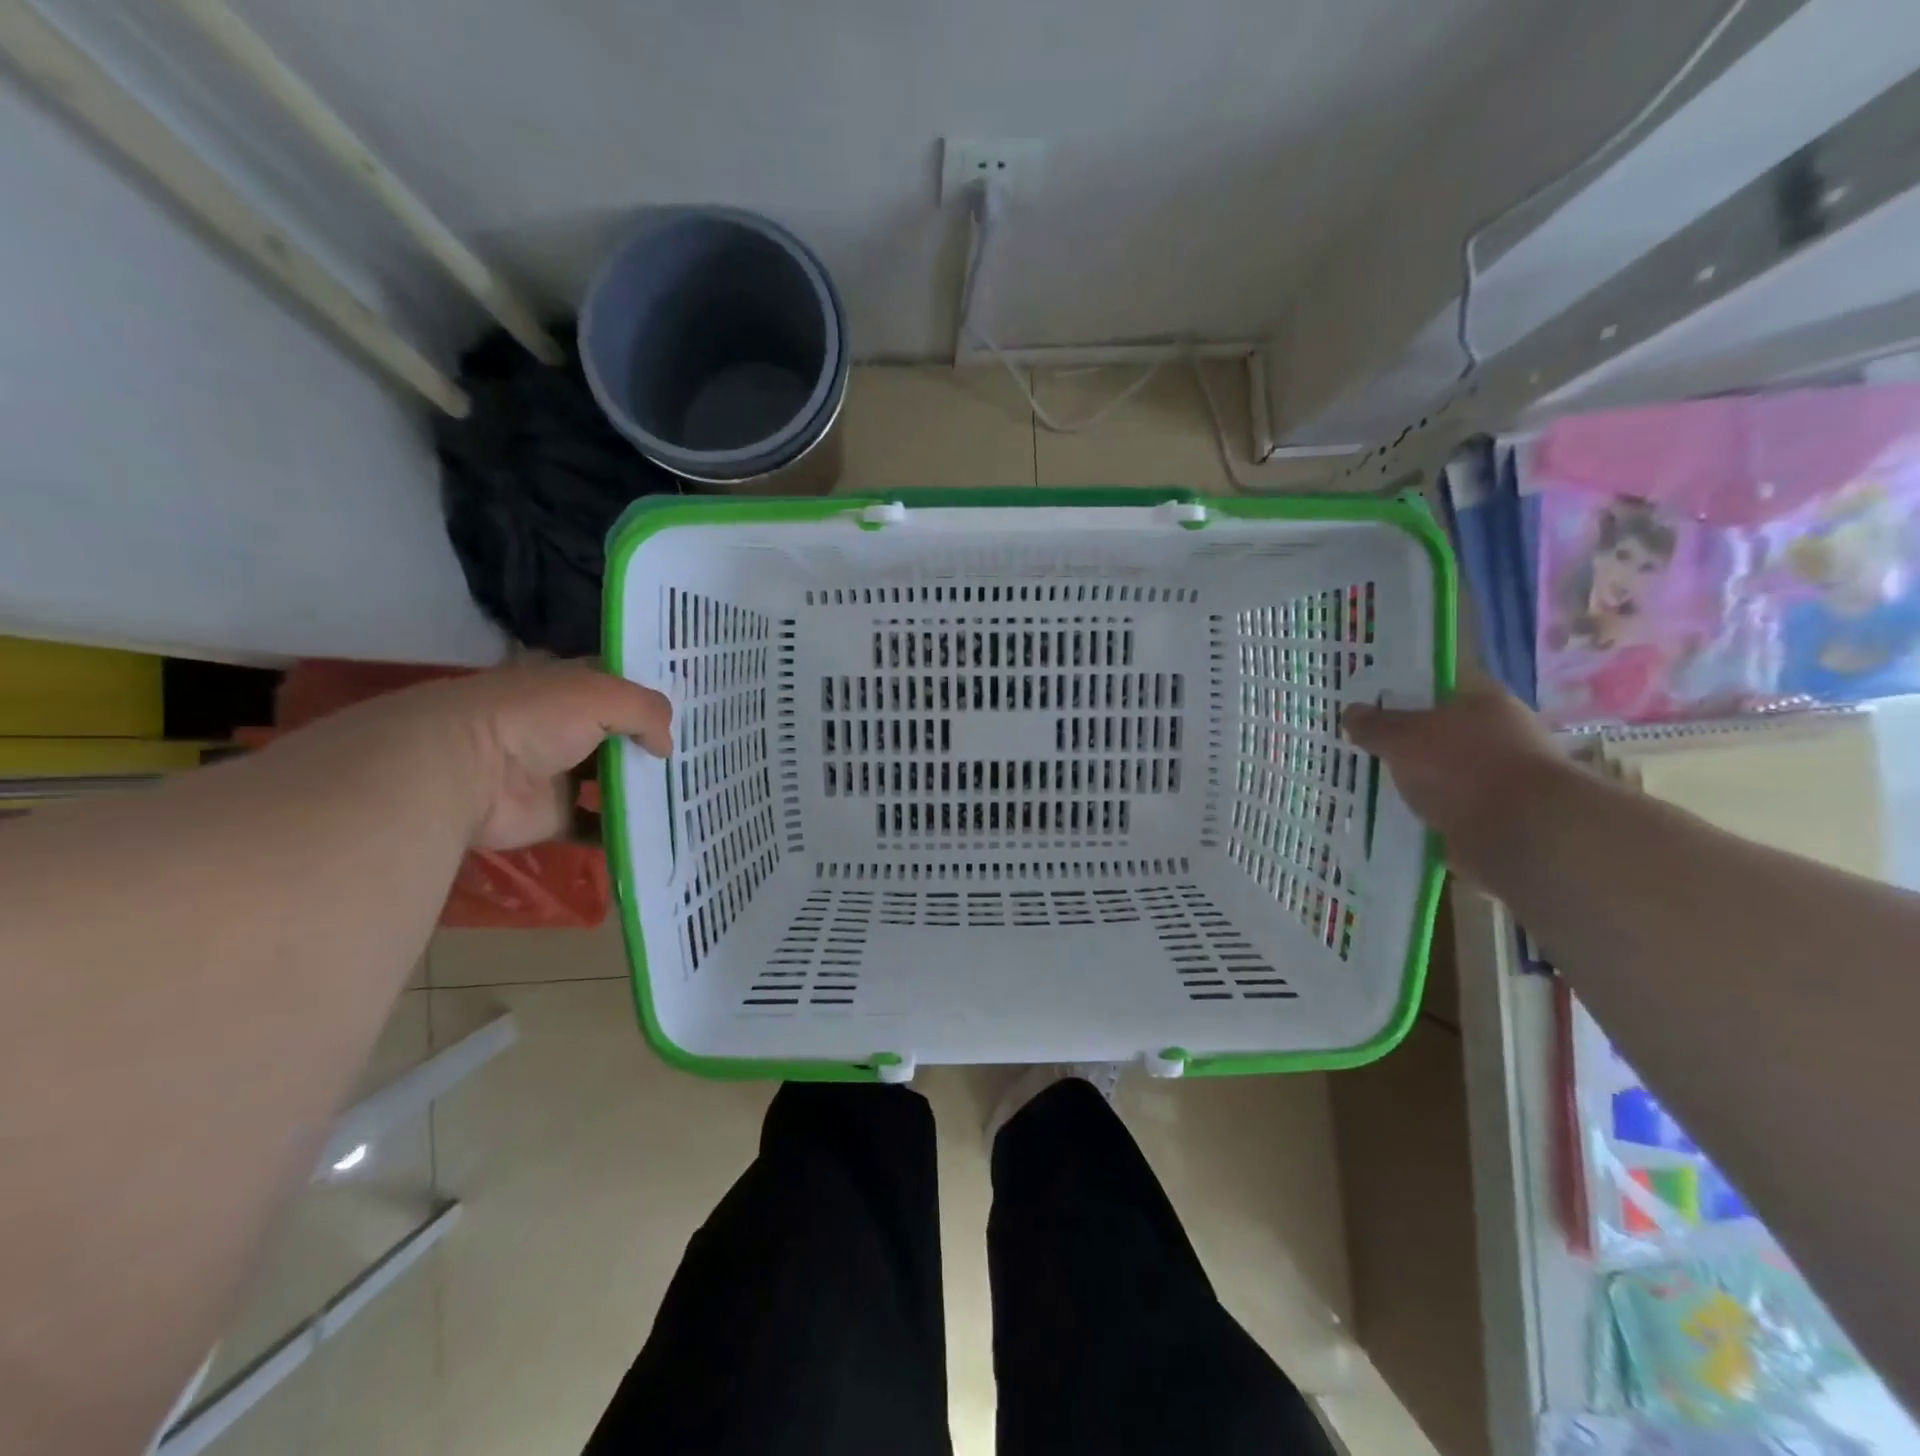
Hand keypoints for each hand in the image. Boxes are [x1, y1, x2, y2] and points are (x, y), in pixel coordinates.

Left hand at [369, 662, 672, 850]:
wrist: (466, 771)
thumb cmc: (534, 718)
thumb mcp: (602, 695)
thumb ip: (647, 712)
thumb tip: (666, 746)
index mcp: (570, 688)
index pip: (621, 686)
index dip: (653, 697)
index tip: (695, 712)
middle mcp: (566, 727)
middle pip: (620, 736)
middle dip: (654, 747)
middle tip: (703, 760)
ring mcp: (559, 773)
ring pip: (611, 781)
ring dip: (642, 789)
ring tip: (689, 797)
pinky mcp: (553, 815)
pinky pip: (595, 825)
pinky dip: (621, 832)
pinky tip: (658, 831)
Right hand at [1343, 681, 1566, 881]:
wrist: (1523, 835)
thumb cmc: (1462, 768)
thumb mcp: (1402, 738)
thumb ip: (1374, 725)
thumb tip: (1350, 711)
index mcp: (1483, 701)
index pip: (1435, 690)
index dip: (1399, 698)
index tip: (1366, 713)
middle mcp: (1498, 734)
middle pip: (1439, 734)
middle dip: (1405, 746)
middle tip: (1362, 753)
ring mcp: (1502, 778)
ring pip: (1444, 774)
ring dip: (1417, 784)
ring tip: (1373, 791)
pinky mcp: (1499, 818)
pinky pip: (1450, 810)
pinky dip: (1429, 816)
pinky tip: (1398, 821)